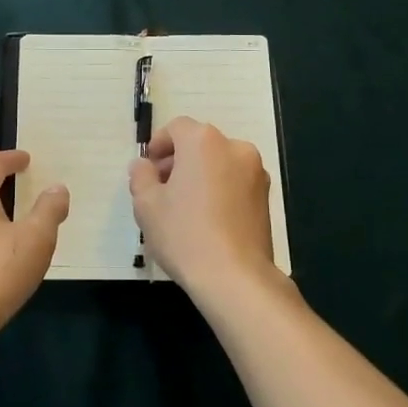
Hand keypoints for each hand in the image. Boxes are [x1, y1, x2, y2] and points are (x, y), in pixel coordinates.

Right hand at [129, 117, 278, 301]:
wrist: (236, 278)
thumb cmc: (185, 234)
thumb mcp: (147, 205)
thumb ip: (141, 176)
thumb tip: (143, 166)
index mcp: (203, 141)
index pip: (176, 128)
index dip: (159, 145)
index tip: (149, 170)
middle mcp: (234, 147)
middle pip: (200, 144)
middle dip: (179, 161)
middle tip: (162, 190)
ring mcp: (256, 172)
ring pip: (219, 163)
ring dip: (200, 175)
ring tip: (185, 208)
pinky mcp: (266, 197)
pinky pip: (235, 182)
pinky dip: (220, 190)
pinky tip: (207, 220)